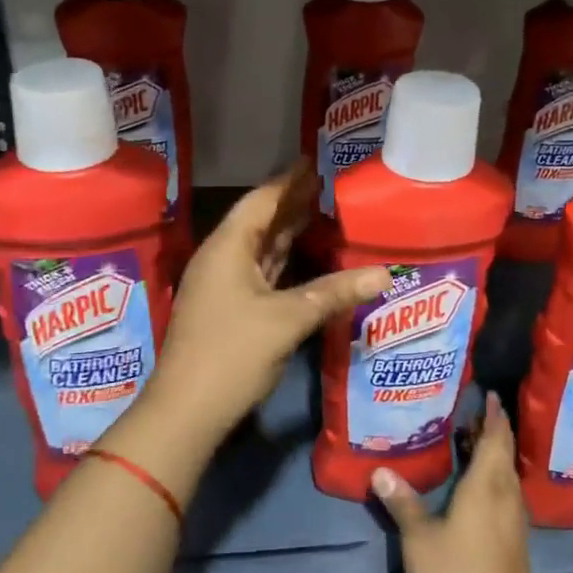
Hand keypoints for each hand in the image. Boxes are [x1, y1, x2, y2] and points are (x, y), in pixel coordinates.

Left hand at [149, 162, 387, 444]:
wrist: (187, 411)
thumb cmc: (232, 353)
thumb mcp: (287, 319)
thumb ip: (335, 292)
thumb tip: (384, 275)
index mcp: (228, 248)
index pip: (261, 201)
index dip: (288, 181)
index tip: (313, 161)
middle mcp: (222, 259)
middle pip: (261, 221)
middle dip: (292, 203)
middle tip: (326, 183)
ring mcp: (224, 286)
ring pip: (261, 248)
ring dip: (288, 231)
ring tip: (321, 211)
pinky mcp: (230, 310)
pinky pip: (262, 272)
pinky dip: (284, 261)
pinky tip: (306, 258)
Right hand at [373, 393, 535, 572]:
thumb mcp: (419, 539)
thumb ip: (402, 501)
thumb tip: (380, 469)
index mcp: (488, 487)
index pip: (496, 439)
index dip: (494, 416)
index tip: (491, 395)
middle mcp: (507, 498)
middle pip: (504, 455)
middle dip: (492, 432)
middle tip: (472, 413)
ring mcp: (514, 524)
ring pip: (507, 477)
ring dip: (493, 457)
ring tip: (469, 443)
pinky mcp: (514, 545)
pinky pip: (506, 497)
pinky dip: (493, 481)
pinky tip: (475, 488)